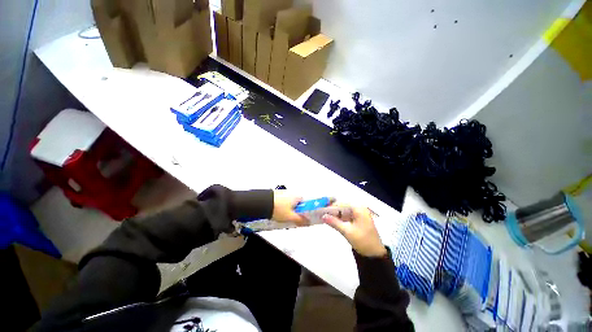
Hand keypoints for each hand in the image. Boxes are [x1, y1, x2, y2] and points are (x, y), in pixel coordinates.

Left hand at [271, 190, 307, 224]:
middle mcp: (291, 192)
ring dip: (287, 208)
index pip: (305, 203)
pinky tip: (277, 211)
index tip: (300, 216)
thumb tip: (307, 222)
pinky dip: (281, 205)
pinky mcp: (277, 193)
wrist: (262, 203)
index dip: (303, 211)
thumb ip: (300, 220)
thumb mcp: (290, 217)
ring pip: (289, 202)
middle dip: (294, 210)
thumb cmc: (277, 208)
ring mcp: (283, 192)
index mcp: (297, 196)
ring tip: (282, 215)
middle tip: (290, 217)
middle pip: (296, 203)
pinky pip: (282, 200)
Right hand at [322, 206, 386, 256]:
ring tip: (324, 216)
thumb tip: (322, 216)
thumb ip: (334, 222)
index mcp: (359, 209)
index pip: (341, 203)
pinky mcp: (358, 219)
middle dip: (332, 210)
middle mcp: (359, 208)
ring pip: (344, 210)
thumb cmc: (362, 241)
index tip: (321, 210)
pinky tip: (332, 220)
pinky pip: (347, 215)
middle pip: (342, 206)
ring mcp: (359, 213)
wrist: (375, 254)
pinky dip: (340, 218)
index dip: (331, 206)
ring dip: (335, 214)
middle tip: (321, 213)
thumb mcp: (347, 232)